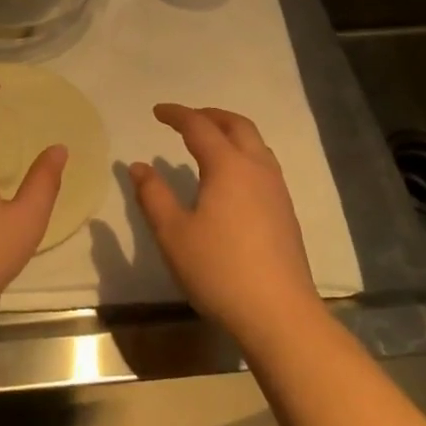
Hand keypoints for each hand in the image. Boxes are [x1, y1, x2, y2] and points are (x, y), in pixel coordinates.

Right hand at [130, 104, 320, 346]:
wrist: (279, 313)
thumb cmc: (219, 270)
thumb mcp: (173, 234)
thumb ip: (153, 195)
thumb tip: (139, 166)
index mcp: (228, 166)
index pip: (199, 126)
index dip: (177, 114)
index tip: (157, 111)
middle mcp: (257, 168)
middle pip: (237, 125)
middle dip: (210, 115)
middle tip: (185, 119)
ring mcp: (277, 190)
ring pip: (256, 144)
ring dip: (231, 133)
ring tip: (209, 143)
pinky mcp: (286, 212)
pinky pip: (264, 165)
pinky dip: (243, 154)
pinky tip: (231, 179)